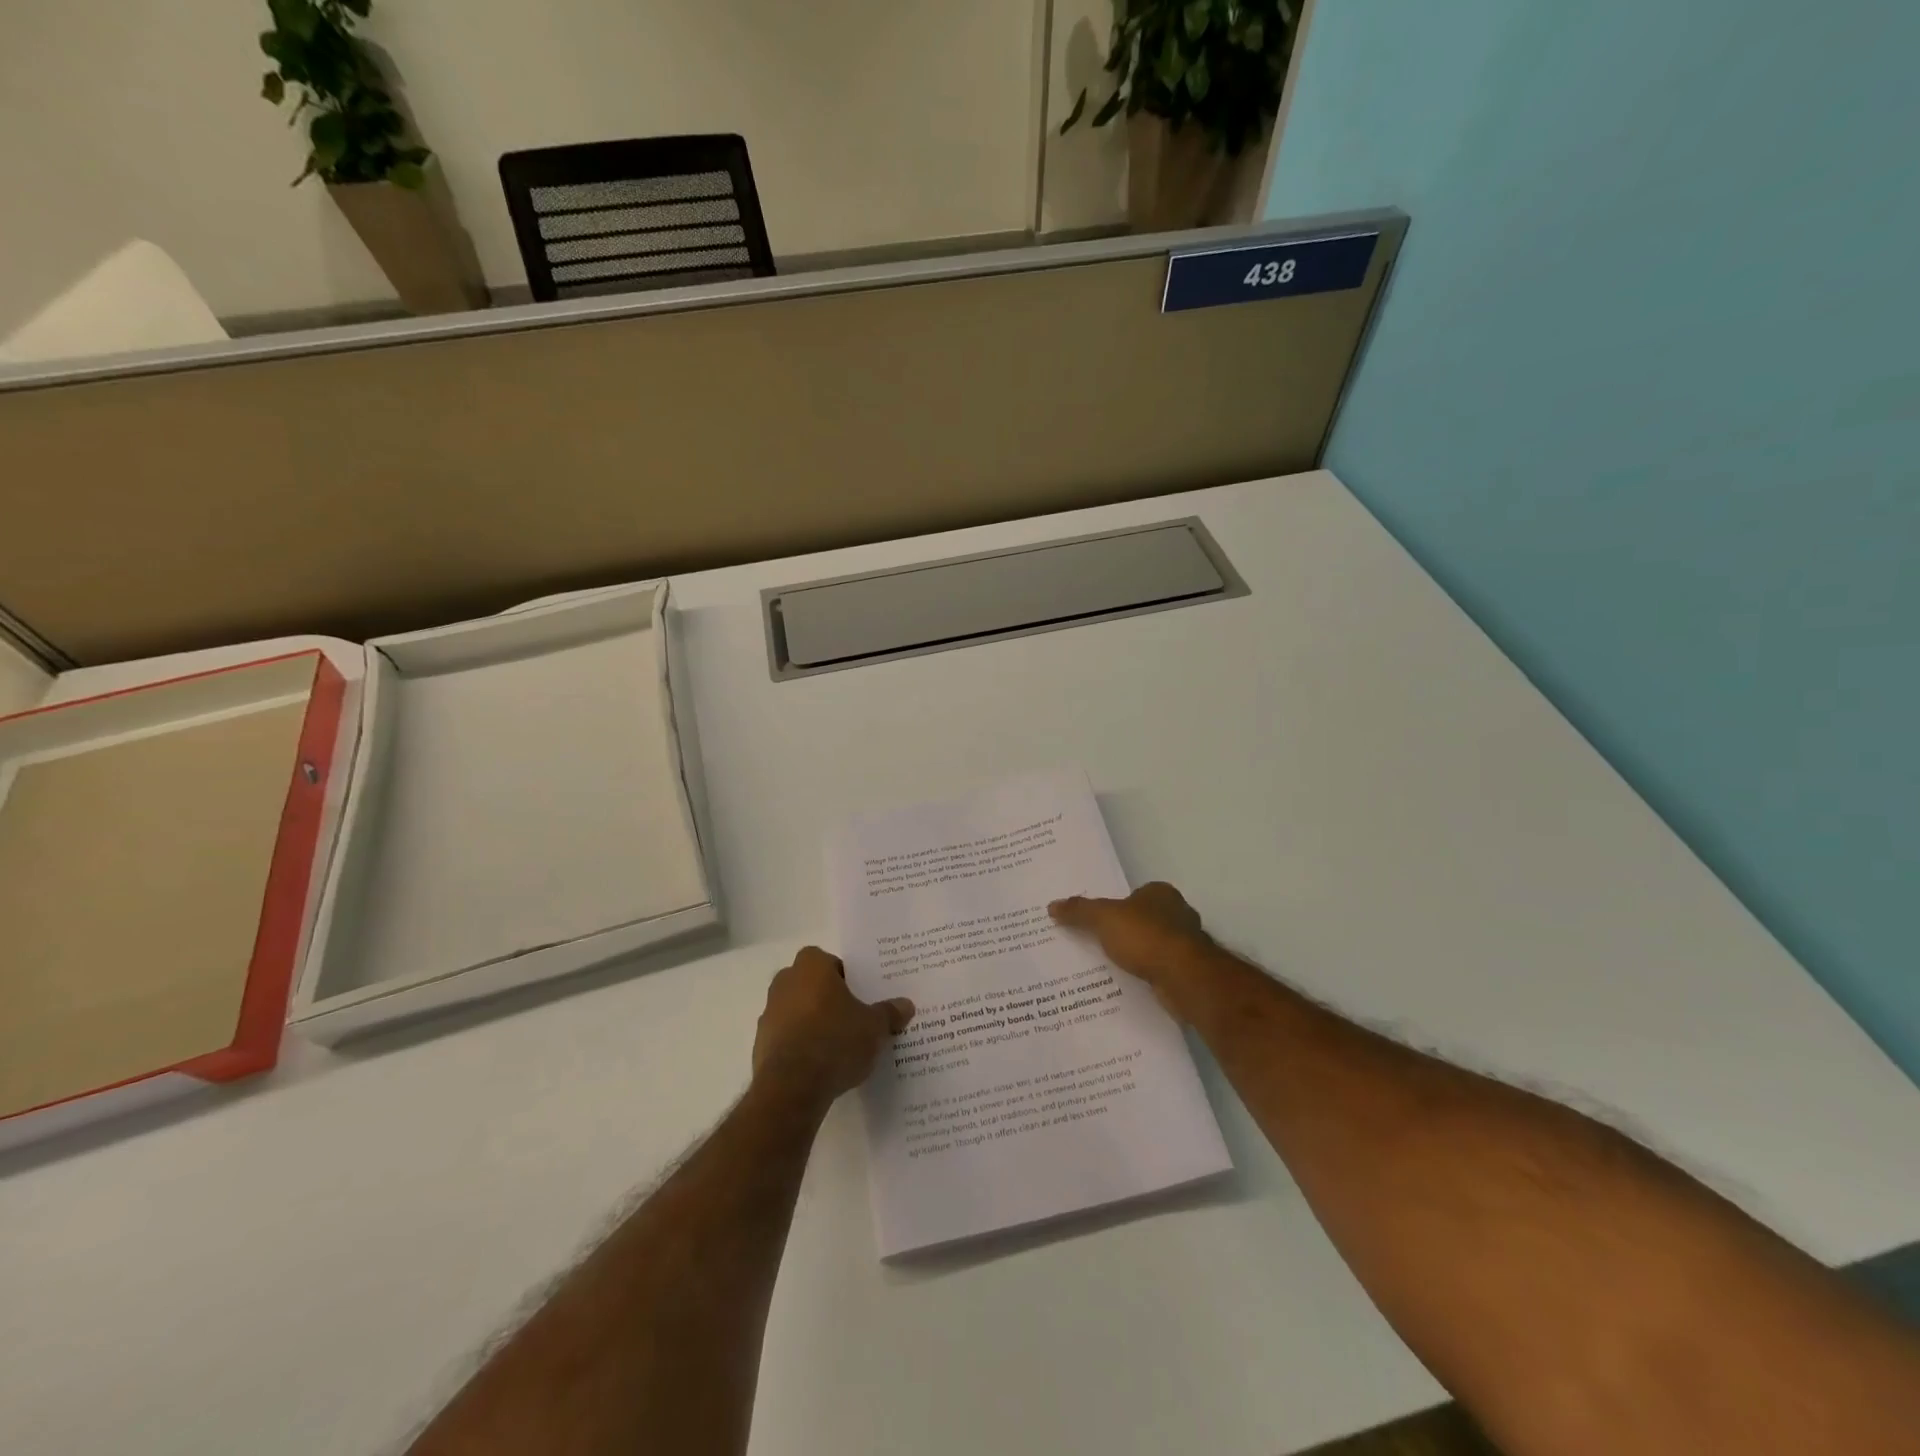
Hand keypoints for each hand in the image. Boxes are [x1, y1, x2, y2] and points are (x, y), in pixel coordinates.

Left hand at [752, 947, 914, 1107]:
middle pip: (810, 984)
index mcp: (811, 967)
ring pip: (796, 1011)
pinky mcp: (760, 1045)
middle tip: (851, 1018)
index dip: (844, 976)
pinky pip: (786, 1038)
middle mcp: (785, 982)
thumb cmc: (836, 1041)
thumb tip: (906, 1005)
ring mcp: (768, 1014)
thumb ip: (889, 1013)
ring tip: (837, 1046)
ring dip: (811, 1022)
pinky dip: (799, 1046)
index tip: (859, 996)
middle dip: (827, 998)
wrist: (792, 1087)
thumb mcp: (875, 1027)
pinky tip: (819, 1066)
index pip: (829, 961)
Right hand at [1049, 882, 1214, 1019]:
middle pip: (1145, 920)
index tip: (1097, 922)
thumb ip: (1079, 911)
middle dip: (1127, 931)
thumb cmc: (1145, 937)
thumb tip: (1052, 905)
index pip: (1134, 895)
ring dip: (1137, 955)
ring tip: (1109, 967)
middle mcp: (1178, 913)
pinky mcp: (1188, 970)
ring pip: (1153, 945)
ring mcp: (1186, 944)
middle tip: (1098, 944)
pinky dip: (1147, 974)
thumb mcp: (1103, 918)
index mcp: (1161, 893)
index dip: (1116, 907)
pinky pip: (1160, 968)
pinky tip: (1130, 983)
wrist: (1184, 977)